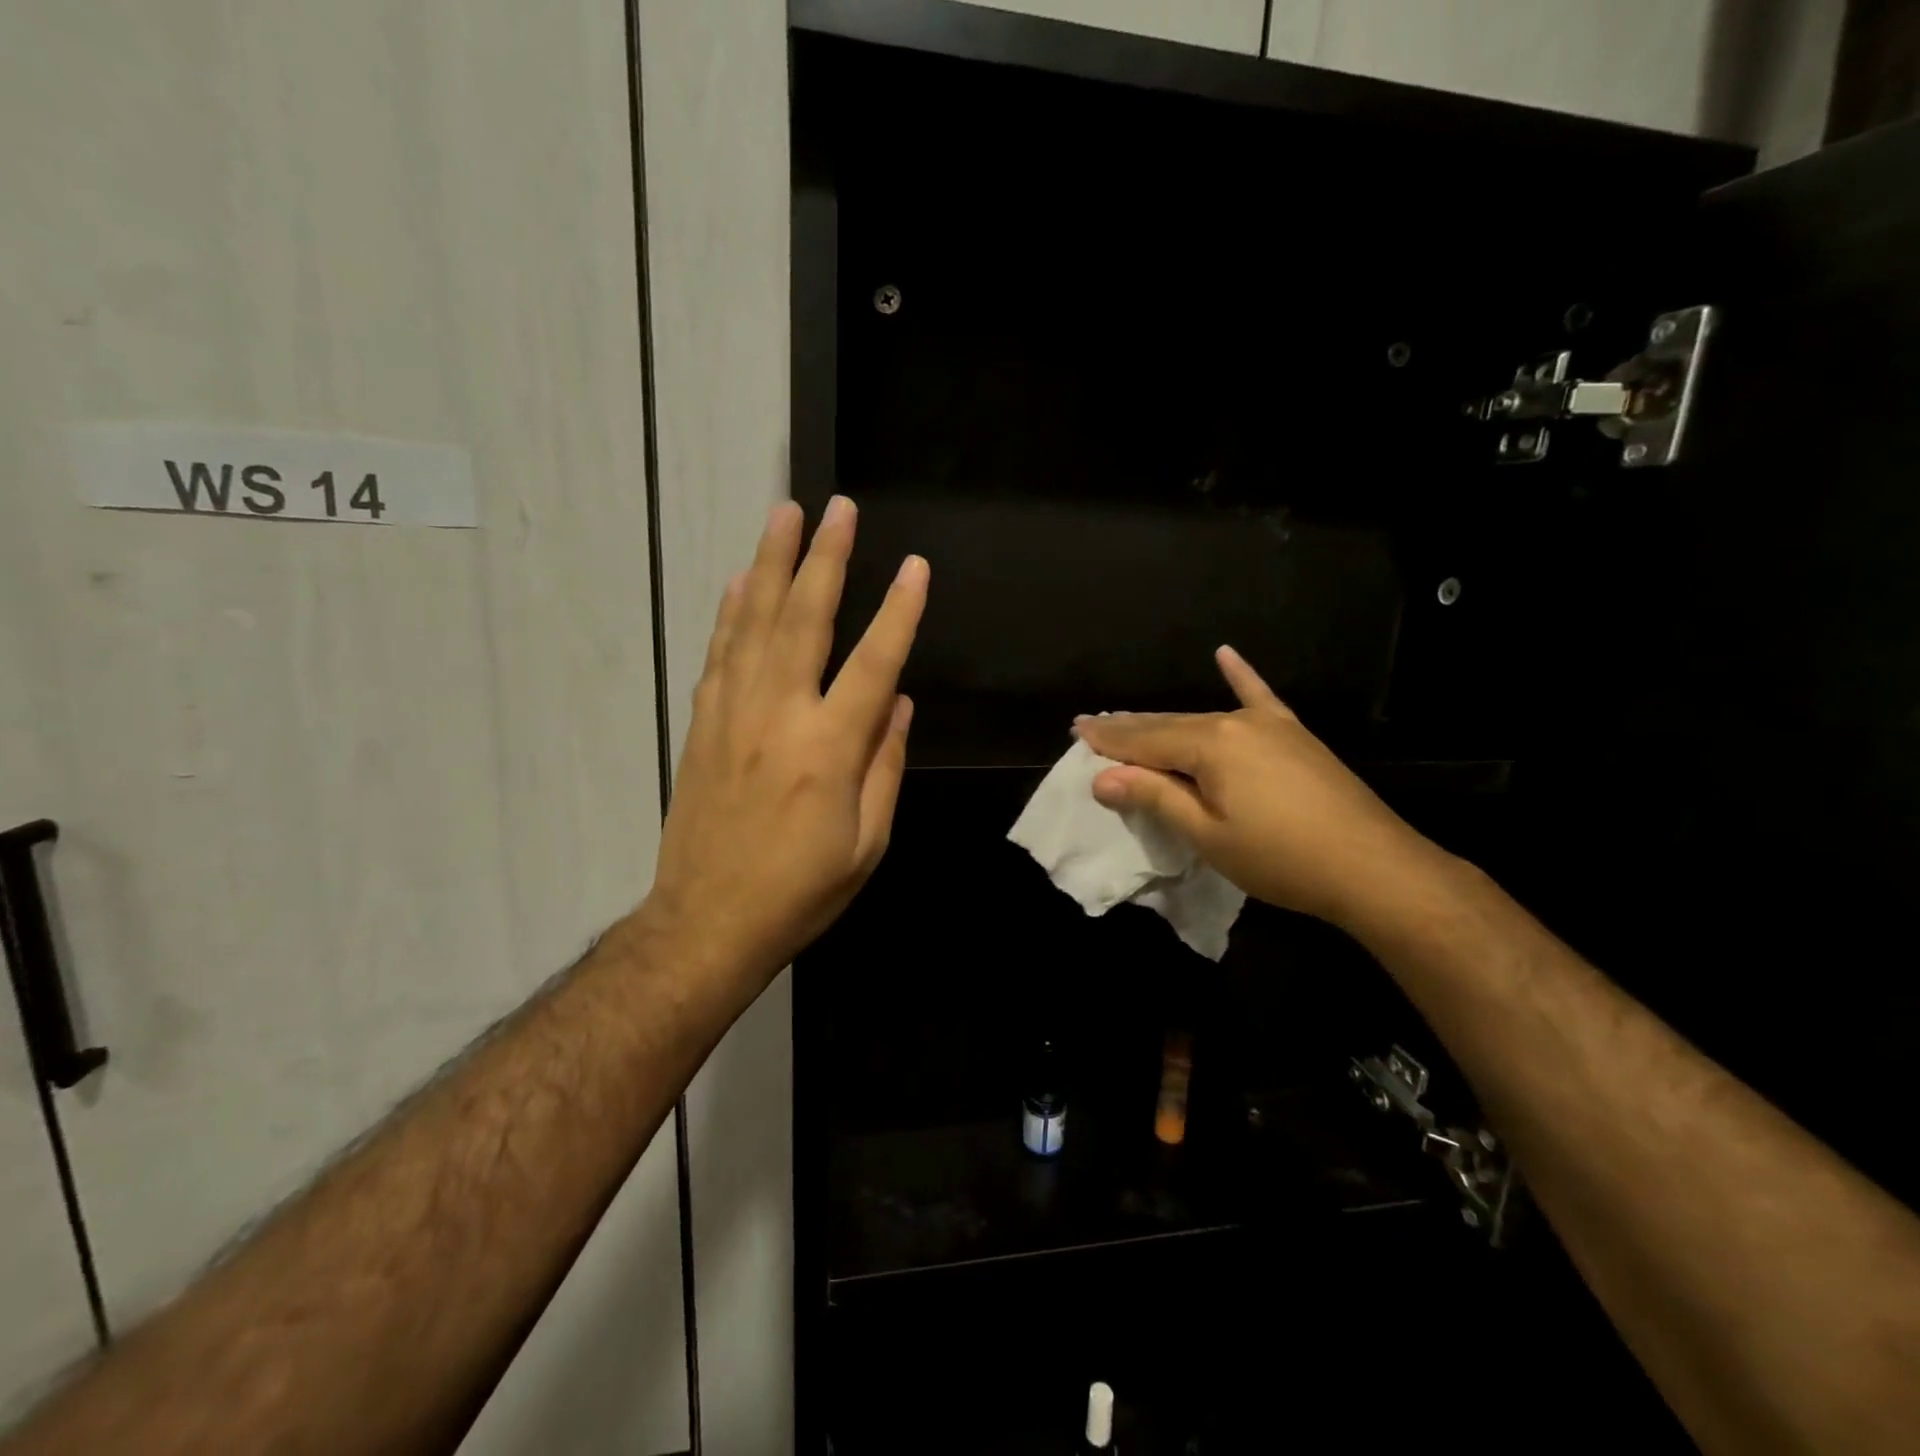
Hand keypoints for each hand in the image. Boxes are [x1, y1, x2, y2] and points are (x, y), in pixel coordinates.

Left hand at [640, 497, 926, 1001]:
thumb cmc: (802, 891)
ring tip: (784, 515)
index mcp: (828, 749)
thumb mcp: (867, 843)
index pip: (874, 663)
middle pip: (804, 620)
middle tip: (837, 508)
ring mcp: (732, 714)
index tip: (915, 567)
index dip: (899, 612)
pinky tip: (738, 580)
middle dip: (825, 558)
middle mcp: (778, 716)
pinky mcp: (703, 724)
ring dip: (771, 563)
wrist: (707, 922)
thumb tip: (898, 703)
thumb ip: (884, 765)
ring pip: (753, 623)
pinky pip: (720, 652)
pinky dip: (730, 610)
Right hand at [1074, 647, 1434, 928]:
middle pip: (1169, 726)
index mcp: (1210, 745)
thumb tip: (1102, 778)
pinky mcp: (1293, 735)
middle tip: (1092, 726)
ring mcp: (1268, 725)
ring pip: (1203, 718)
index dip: (1109, 740)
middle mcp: (1235, 723)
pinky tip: (1226, 654)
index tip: (1077, 731)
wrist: (1373, 867)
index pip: (1145, 741)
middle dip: (1129, 729)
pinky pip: (1259, 698)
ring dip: (1166, 722)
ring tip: (1133, 719)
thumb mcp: (1207, 835)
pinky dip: (1241, 677)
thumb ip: (1155, 798)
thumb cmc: (1281, 858)